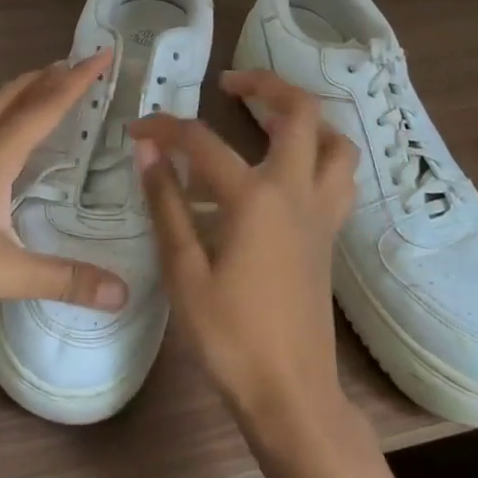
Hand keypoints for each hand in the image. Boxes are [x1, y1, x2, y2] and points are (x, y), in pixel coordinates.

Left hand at [0, 52, 128, 330]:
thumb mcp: (5, 273)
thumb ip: (64, 279)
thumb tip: (124, 293)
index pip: (46, 108)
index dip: (78, 81)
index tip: (102, 55)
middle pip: (14, 98)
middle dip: (46, 78)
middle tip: (73, 65)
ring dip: (12, 95)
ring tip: (30, 88)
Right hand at [132, 69, 358, 428]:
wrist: (291, 394)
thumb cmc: (231, 337)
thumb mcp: (184, 272)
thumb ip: (166, 204)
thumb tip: (148, 150)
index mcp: (255, 198)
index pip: (203, 142)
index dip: (166, 128)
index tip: (138, 129)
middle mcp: (296, 191)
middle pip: (300, 112)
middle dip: (266, 84)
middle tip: (230, 84)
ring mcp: (321, 212)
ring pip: (334, 141)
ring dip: (304, 117)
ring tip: (267, 118)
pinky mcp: (329, 234)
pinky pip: (338, 175)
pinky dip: (318, 152)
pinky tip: (287, 168)